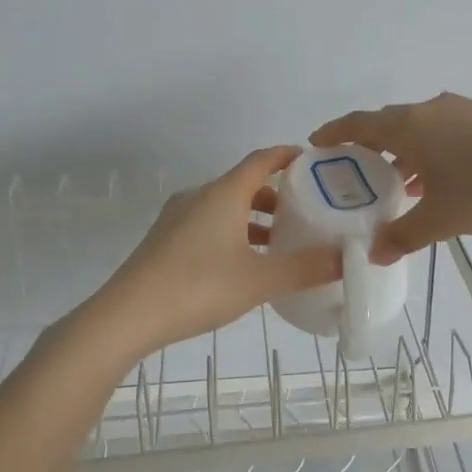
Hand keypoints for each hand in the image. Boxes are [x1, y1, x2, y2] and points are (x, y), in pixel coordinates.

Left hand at [86, 146, 341, 356]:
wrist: (126, 315)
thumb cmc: (198, 287)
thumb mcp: (259, 281)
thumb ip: (304, 268)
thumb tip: (345, 258)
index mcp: (223, 194)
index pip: (261, 160)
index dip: (287, 156)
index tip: (312, 161)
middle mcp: (199, 196)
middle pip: (243, 184)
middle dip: (276, 195)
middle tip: (305, 212)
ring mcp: (177, 218)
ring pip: (224, 207)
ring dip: (253, 218)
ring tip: (279, 242)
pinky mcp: (165, 240)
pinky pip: (207, 223)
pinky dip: (232, 232)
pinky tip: (243, 263)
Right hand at [311, 93, 471, 264]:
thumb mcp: (443, 218)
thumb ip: (403, 235)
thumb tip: (373, 253)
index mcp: (409, 127)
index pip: (358, 124)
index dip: (333, 133)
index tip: (314, 145)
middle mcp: (429, 111)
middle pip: (386, 124)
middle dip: (366, 148)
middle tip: (352, 176)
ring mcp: (460, 112)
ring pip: (416, 130)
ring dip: (400, 154)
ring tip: (393, 187)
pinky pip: (441, 133)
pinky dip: (427, 153)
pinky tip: (437, 182)